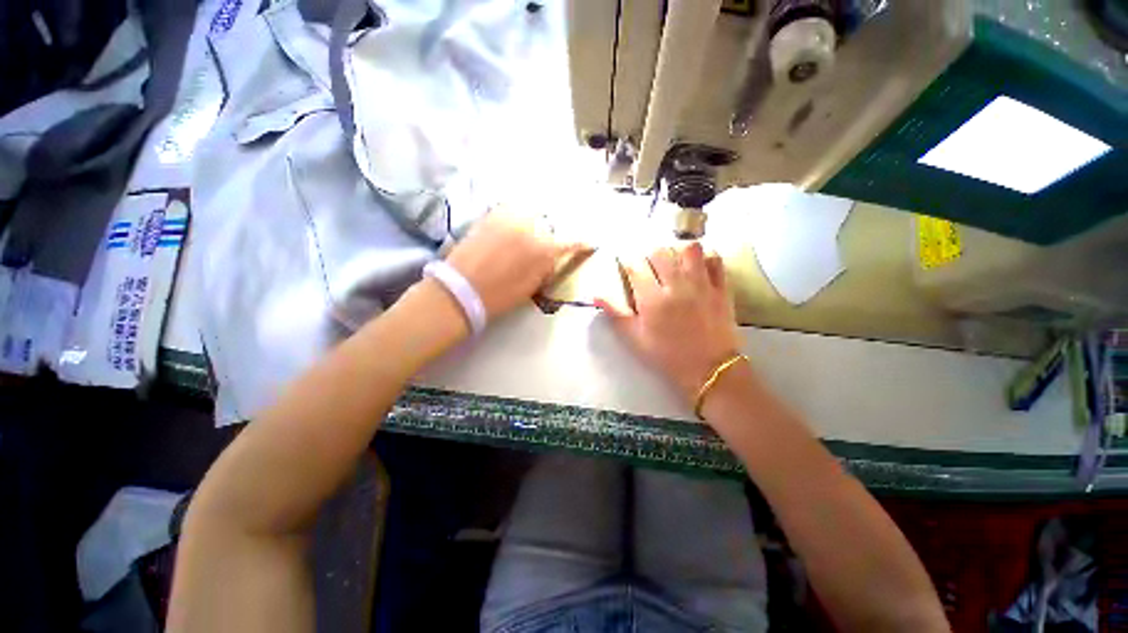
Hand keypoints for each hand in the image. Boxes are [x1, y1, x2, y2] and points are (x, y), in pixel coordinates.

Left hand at [446, 209, 583, 319]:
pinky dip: (514, 216)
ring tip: (523, 237)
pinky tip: (509, 229)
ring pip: (529, 213)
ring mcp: (508, 217)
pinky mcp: (490, 215)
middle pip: (549, 224)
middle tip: (542, 246)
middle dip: (549, 234)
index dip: (581, 244)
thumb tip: (552, 258)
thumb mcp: (531, 286)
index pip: (570, 242)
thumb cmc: (500, 295)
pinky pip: (509, 210)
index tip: (589, 243)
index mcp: (542, 249)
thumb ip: (546, 268)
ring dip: (532, 222)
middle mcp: (529, 227)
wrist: (461, 290)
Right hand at [595, 242, 741, 401]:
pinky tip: (698, 267)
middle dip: (649, 255)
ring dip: (678, 251)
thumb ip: (616, 314)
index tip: (626, 263)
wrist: (709, 370)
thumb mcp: (635, 339)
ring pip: (689, 249)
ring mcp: (701, 284)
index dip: (627, 262)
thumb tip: (596, 295)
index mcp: (652, 299)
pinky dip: (705, 259)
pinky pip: (715, 261)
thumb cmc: (667, 356)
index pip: (635, 267)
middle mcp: (675, 285)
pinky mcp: (721, 288)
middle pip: (659, 252)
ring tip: (675, 263)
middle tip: (649, 266)